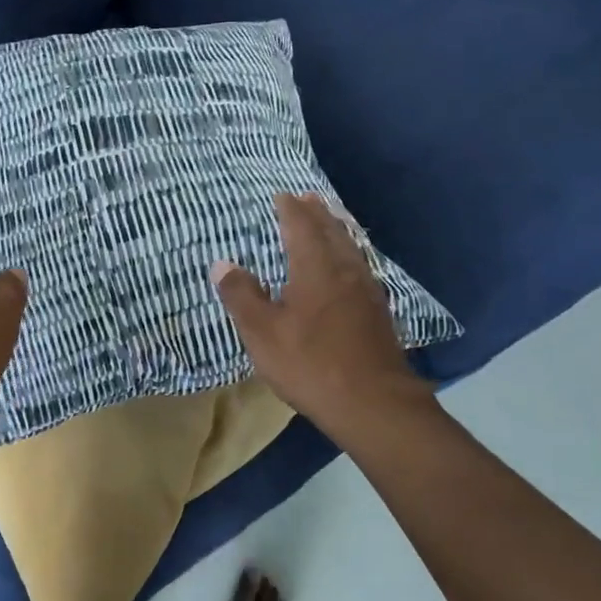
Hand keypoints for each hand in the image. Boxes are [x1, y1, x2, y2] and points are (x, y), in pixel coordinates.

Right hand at [211, 193, 435, 440]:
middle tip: (308, 197)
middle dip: (318, 213)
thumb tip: (222, 263)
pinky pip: (361, 267)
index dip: (291, 209)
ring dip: (337, 230)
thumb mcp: (262, 332)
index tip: (282, 195)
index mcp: (315, 268)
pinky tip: (348, 268)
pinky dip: (349, 254)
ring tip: (329, 221)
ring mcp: (367, 292)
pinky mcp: (379, 313)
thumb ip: (241, 295)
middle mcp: (345, 271)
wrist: (374, 405)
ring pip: (351, 248)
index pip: (302, 226)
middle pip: (332, 231)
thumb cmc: (311, 364)